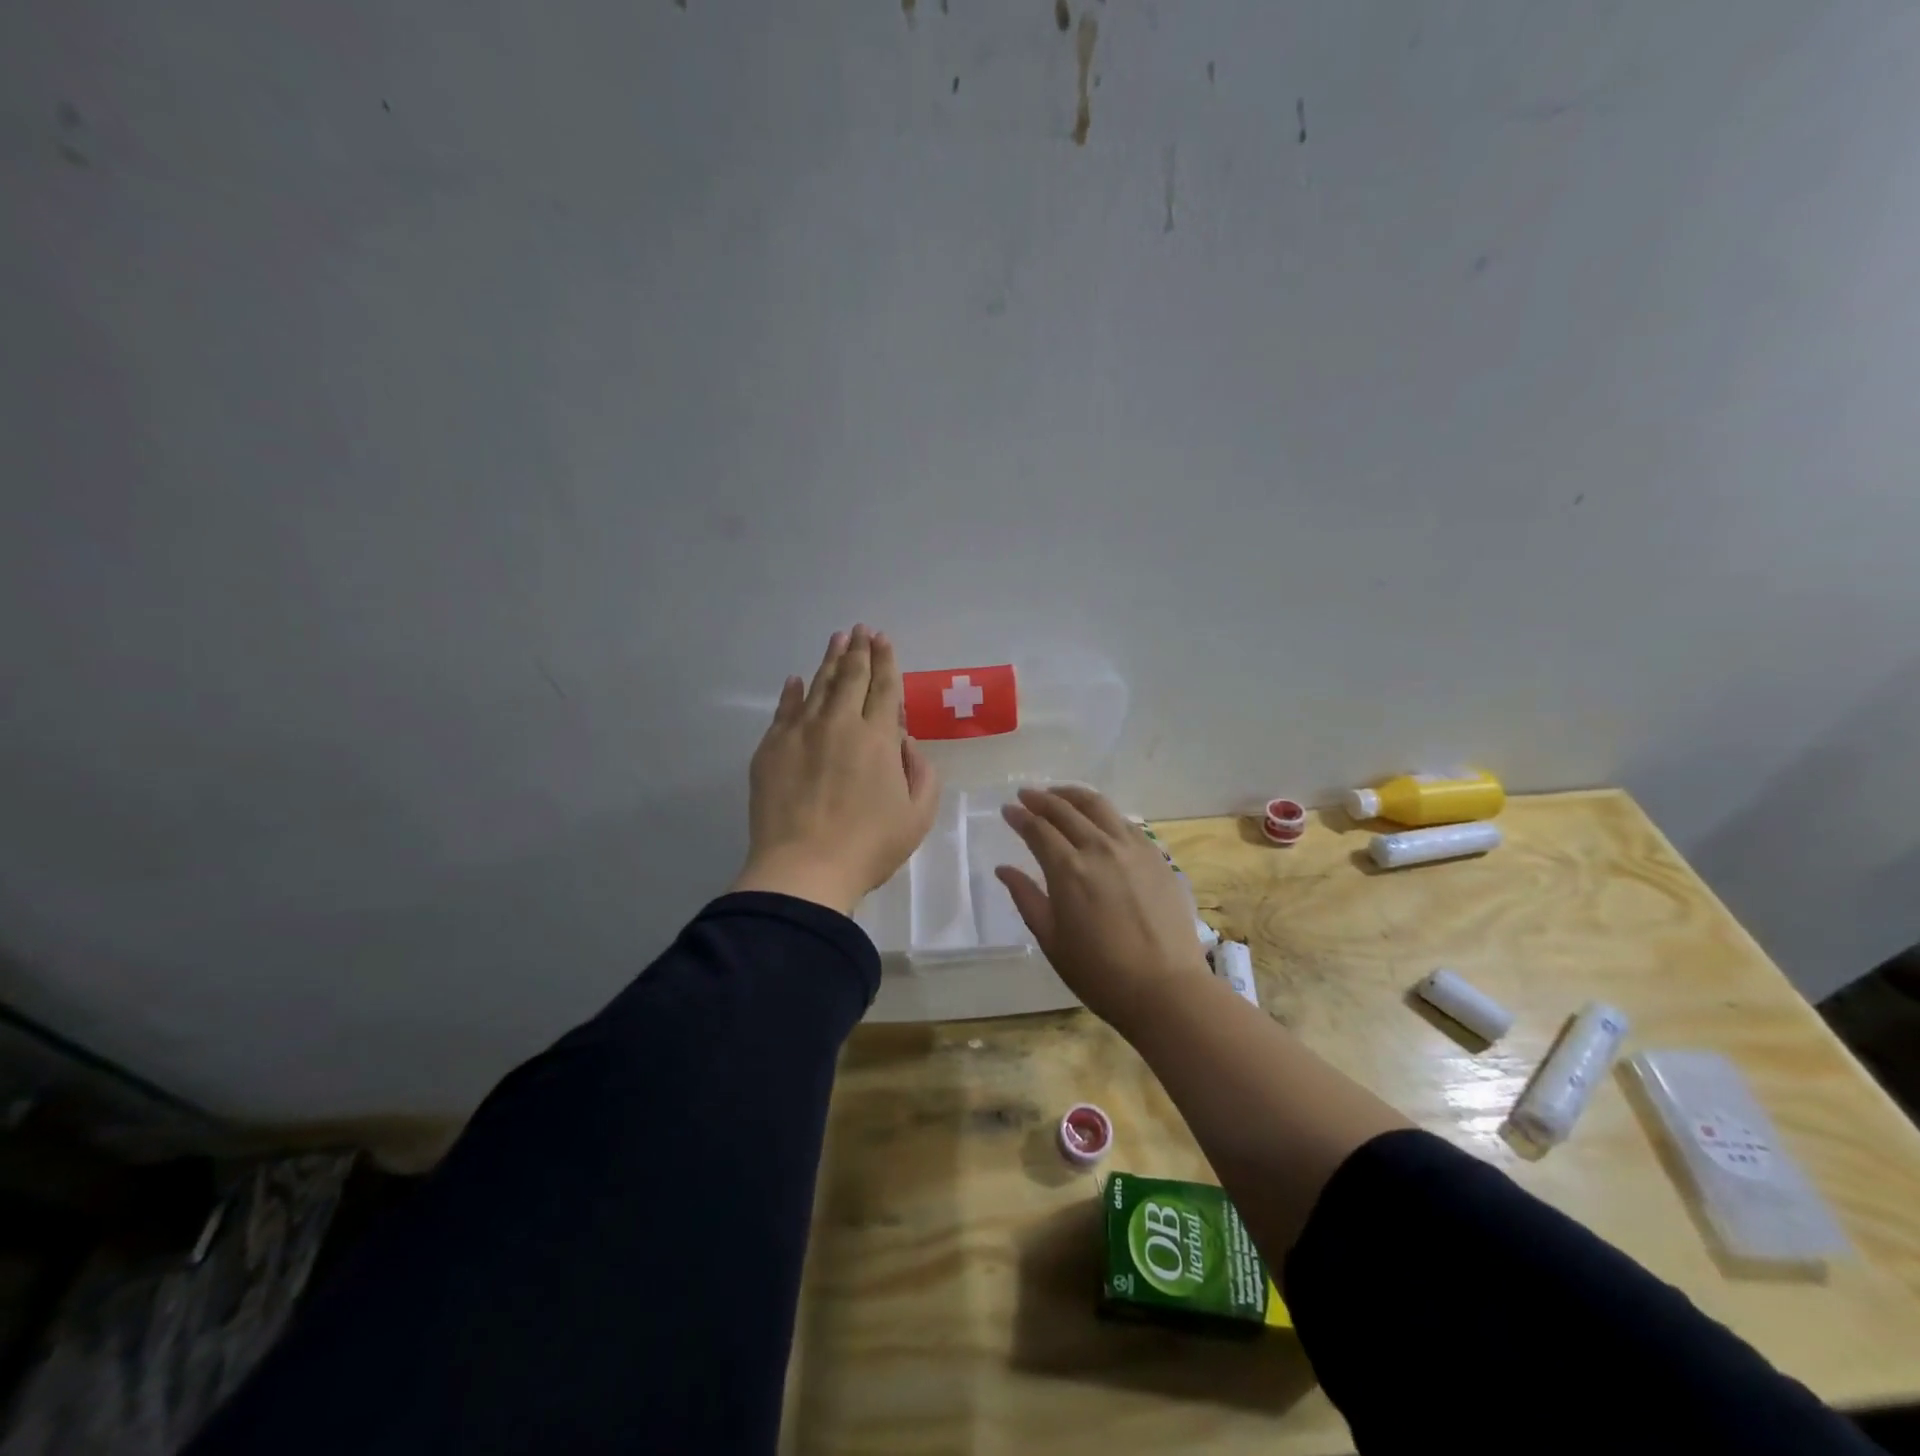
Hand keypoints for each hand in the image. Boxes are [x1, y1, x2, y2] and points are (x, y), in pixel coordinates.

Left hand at [732, 625, 940, 916]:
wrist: (803, 869)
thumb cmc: (869, 846)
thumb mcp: (918, 815)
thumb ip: (921, 772)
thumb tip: (904, 742)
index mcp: (878, 738)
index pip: (884, 688)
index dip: (886, 661)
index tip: (883, 639)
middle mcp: (839, 724)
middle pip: (851, 677)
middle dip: (859, 650)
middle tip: (861, 630)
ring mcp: (800, 733)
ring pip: (818, 686)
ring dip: (830, 661)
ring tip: (837, 640)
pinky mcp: (771, 749)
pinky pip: (784, 710)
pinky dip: (792, 692)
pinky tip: (795, 680)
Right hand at [995, 785, 1212, 1028]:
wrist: (1165, 988)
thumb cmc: (1099, 972)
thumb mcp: (1051, 939)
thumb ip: (1026, 897)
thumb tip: (1004, 869)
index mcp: (1068, 869)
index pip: (1038, 829)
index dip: (1019, 816)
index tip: (1008, 809)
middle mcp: (1099, 847)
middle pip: (1066, 809)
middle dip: (1042, 798)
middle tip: (1027, 795)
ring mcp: (1132, 848)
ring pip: (1099, 806)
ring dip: (1073, 796)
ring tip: (1060, 795)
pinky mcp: (1157, 856)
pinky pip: (1125, 822)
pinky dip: (1104, 814)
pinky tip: (1099, 820)